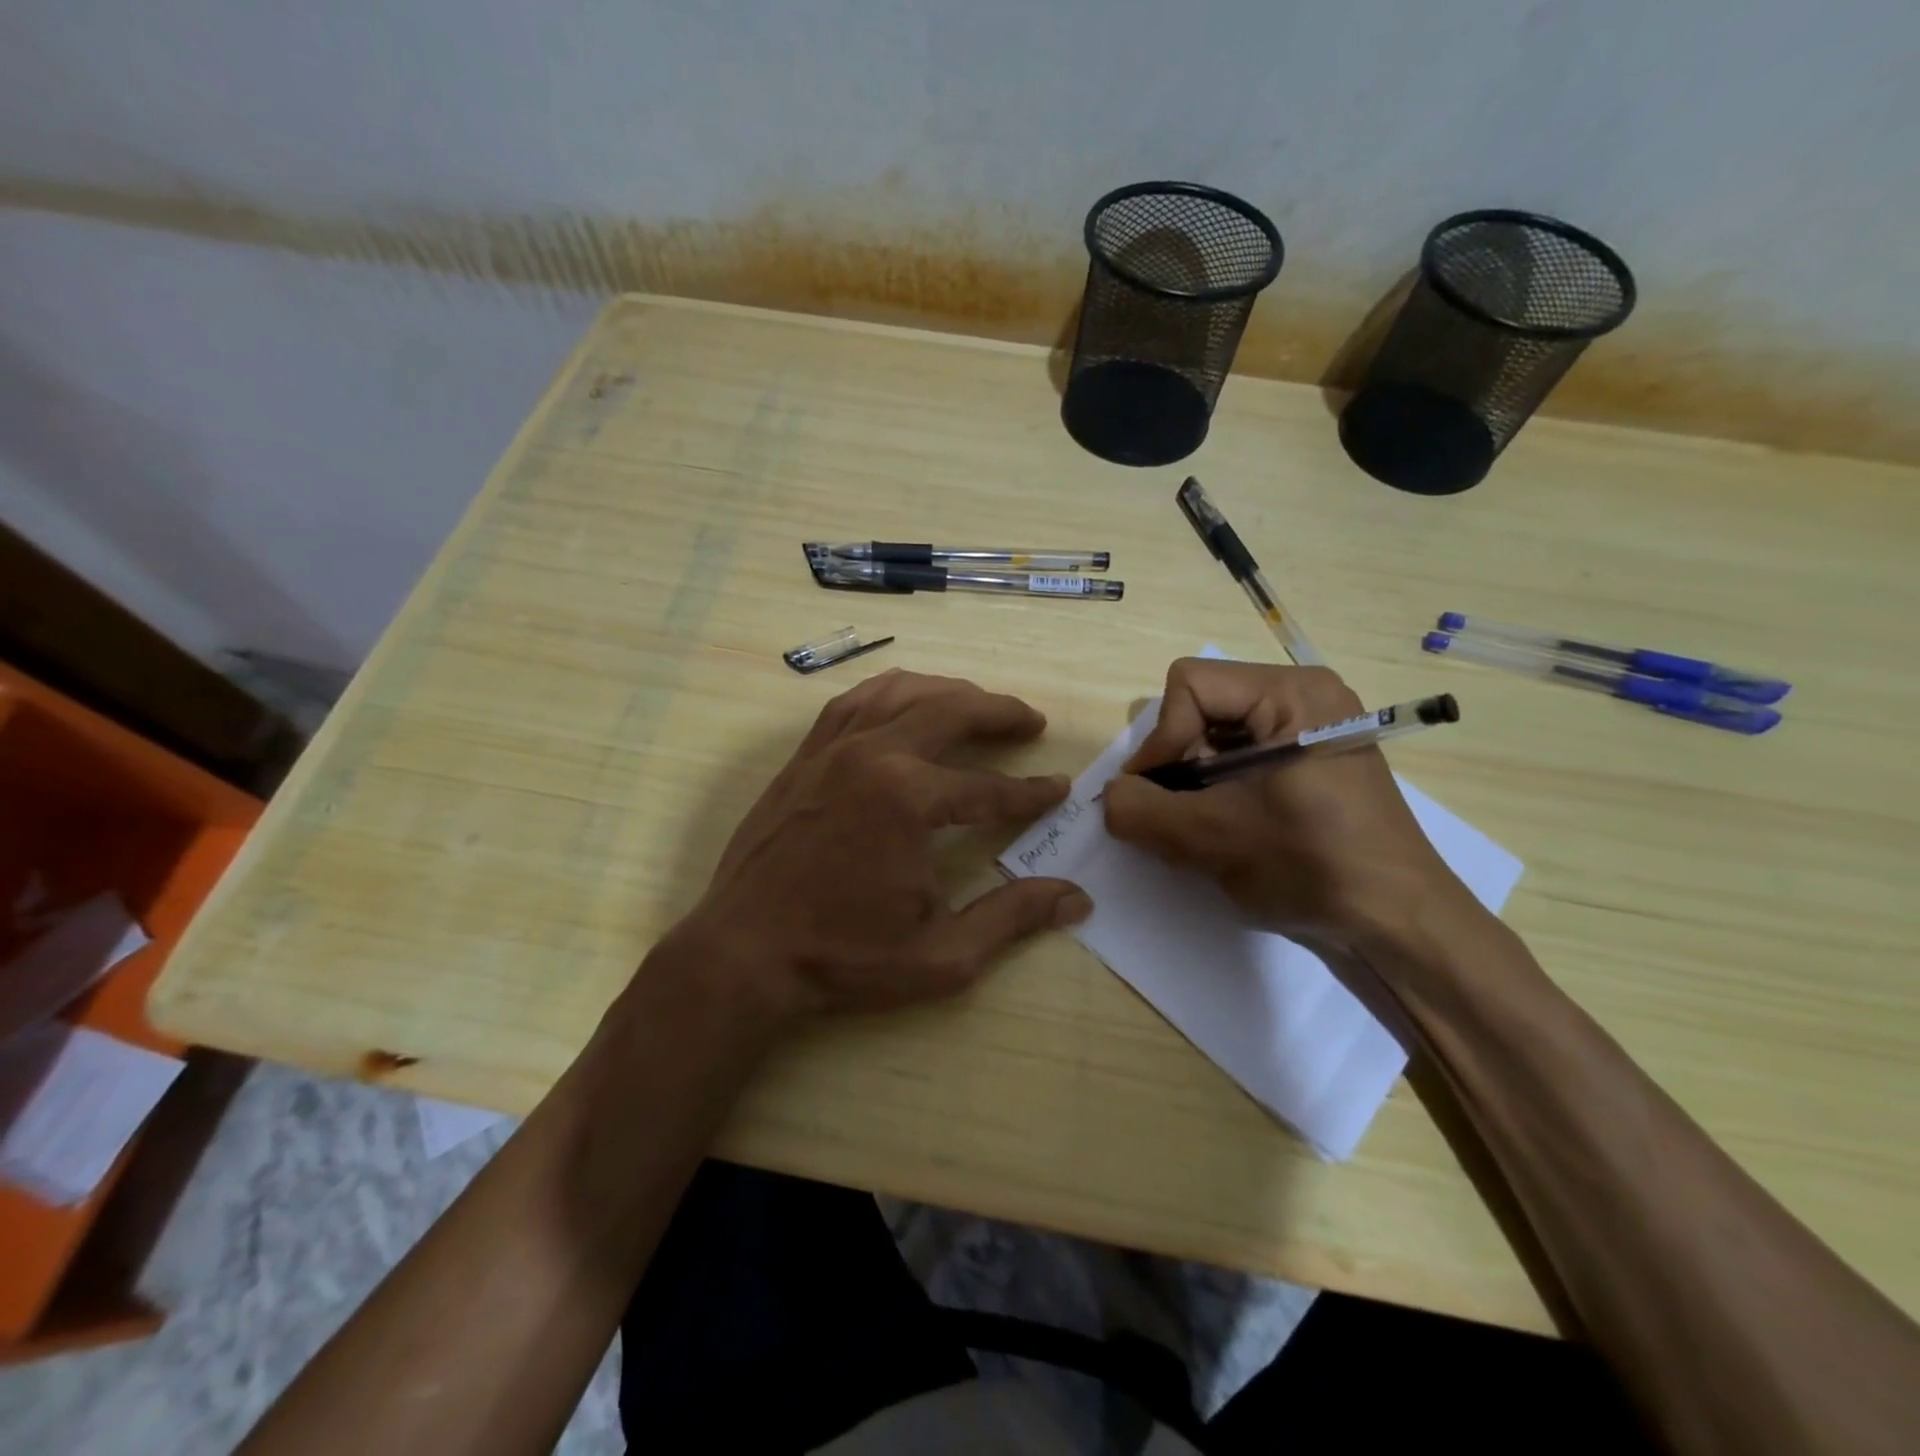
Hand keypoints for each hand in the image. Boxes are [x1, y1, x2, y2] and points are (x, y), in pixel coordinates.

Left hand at [660, 670, 1091, 1019]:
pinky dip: (891, 692)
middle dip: (999, 713)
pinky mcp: (805, 754)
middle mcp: (873, 755)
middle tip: (1030, 721)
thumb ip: (1012, 918)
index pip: (989, 788)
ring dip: (948, 691)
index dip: (1030, 792)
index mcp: (908, 798)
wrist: (744, 953)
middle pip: (950, 711)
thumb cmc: (843, 958)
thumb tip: (1076, 898)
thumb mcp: (941, 954)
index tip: (1059, 790)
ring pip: (901, 691)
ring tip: (977, 703)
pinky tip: (905, 701)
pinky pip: (854, 701)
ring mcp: (832, 748)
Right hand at [1101, 659, 1467, 948]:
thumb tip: (1109, 797)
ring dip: (1194, 783)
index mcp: (1292, 693)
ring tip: (1205, 829)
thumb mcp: (1211, 838)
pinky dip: (1218, 790)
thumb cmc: (1311, 866)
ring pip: (1215, 735)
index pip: (1189, 685)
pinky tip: (1228, 829)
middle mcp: (1304, 696)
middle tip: (1182, 816)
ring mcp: (1312, 728)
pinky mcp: (1311, 760)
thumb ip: (1140, 810)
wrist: (1399, 924)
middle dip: (1179, 764)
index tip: (1162, 798)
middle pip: (1201, 707)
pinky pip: (1241, 756)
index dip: (1162, 740)